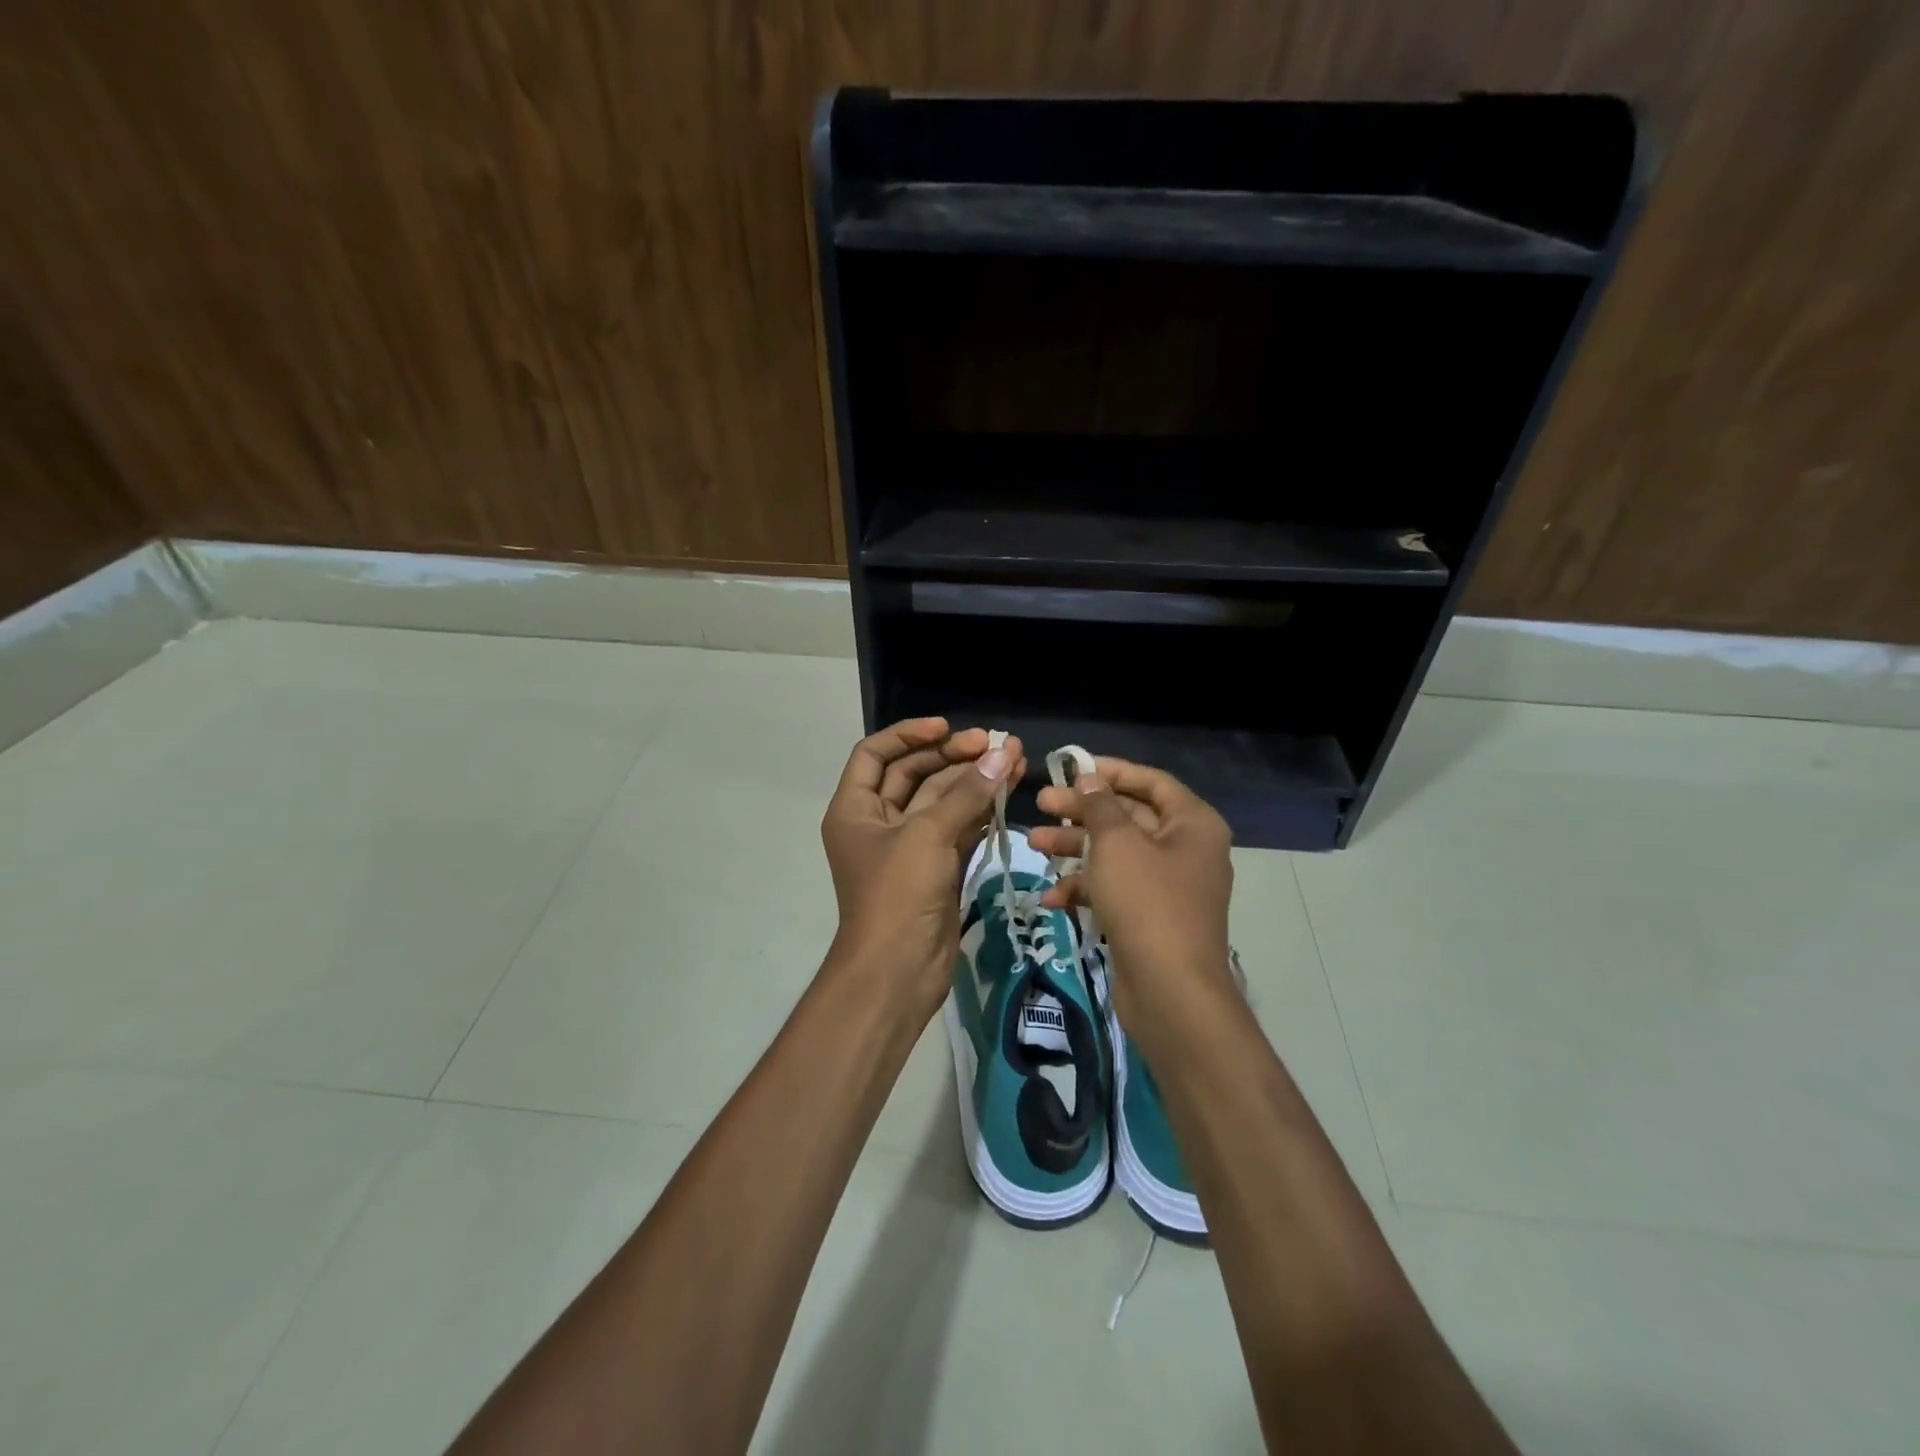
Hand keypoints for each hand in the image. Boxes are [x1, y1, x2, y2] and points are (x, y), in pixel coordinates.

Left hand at [820, 718, 1024, 1017]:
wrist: (898, 971)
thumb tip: (1002, 753)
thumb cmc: (897, 894)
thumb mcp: (927, 836)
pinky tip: (1010, 789)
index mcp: (855, 809)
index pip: (875, 754)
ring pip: (943, 801)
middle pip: (914, 774)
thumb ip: (966, 793)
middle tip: (993, 744)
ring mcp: (910, 846)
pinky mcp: (937, 867)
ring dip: (975, 780)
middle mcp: (879, 822)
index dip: (909, 735)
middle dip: (953, 756)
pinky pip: (960, 827)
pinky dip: (982, 809)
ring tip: (1014, 757)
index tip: (947, 729)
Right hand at [1029, 759, 1234, 1042]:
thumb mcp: (1117, 843)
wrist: (1171, 992)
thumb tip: (1089, 778)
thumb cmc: (1147, 902)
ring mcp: (1168, 886)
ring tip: (1033, 844)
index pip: (1150, 781)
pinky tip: (1050, 897)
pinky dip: (1085, 888)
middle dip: (1082, 811)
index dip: (1110, 771)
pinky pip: (1115, 889)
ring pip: (1116, 853)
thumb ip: (1099, 805)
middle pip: (1128, 816)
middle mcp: (1185, 849)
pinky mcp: (1149, 917)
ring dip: (1075, 848)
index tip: (1071, 768)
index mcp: (1192, 823)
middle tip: (1041, 803)